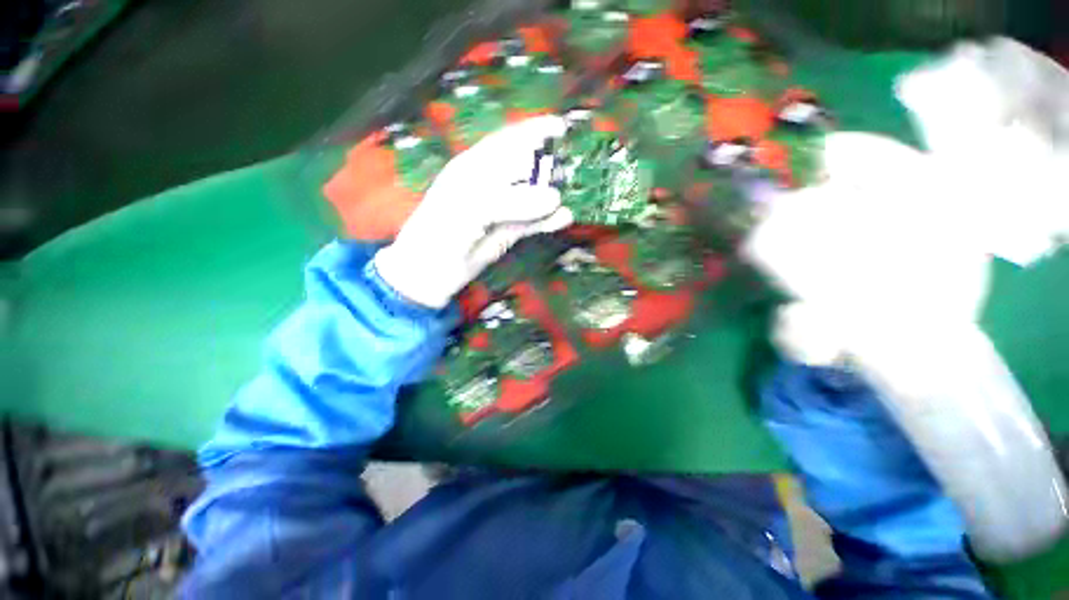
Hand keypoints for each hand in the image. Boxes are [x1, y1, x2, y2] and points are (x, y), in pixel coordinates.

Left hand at [374, 116, 572, 308]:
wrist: (430, 271)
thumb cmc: (442, 231)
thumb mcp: (473, 209)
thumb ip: (513, 202)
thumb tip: (555, 197)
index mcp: (477, 167)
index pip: (510, 142)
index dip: (536, 132)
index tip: (564, 128)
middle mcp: (493, 184)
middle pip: (528, 169)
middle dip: (553, 166)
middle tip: (578, 168)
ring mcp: (504, 209)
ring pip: (535, 197)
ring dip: (556, 195)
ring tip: (580, 193)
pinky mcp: (510, 232)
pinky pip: (535, 223)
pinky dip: (550, 221)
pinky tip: (565, 218)